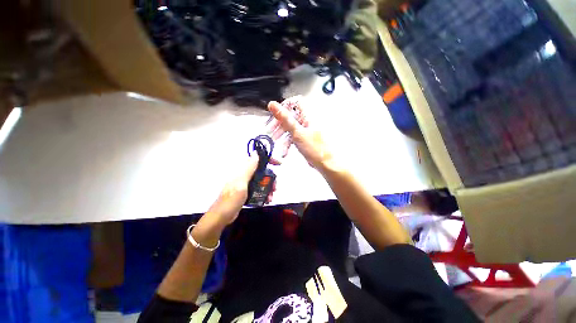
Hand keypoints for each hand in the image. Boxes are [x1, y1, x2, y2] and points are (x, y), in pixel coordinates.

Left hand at [207, 154, 275, 225]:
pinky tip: (267, 199)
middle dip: (270, 178)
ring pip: (261, 179)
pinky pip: (258, 187)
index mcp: (241, 169)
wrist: (222, 216)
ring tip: (272, 196)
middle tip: (275, 186)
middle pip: (261, 170)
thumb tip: (255, 153)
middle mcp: (243, 173)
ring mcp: (245, 182)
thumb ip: (249, 168)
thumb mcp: (241, 183)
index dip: (267, 159)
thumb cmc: (231, 199)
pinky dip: (264, 192)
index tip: (278, 164)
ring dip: (268, 186)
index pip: (255, 158)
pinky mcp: (246, 190)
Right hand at [267, 97, 335, 172]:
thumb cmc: (315, 149)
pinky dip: (287, 142)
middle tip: (271, 130)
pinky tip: (284, 150)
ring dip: (281, 134)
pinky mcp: (304, 138)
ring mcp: (305, 130)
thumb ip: (285, 118)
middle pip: (290, 116)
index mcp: (307, 115)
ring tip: (275, 141)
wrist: (324, 163)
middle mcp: (307, 120)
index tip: (276, 114)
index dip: (284, 106)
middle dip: (279, 123)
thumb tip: (273, 105)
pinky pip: (293, 136)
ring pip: (290, 127)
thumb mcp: (297, 132)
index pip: (295, 102)